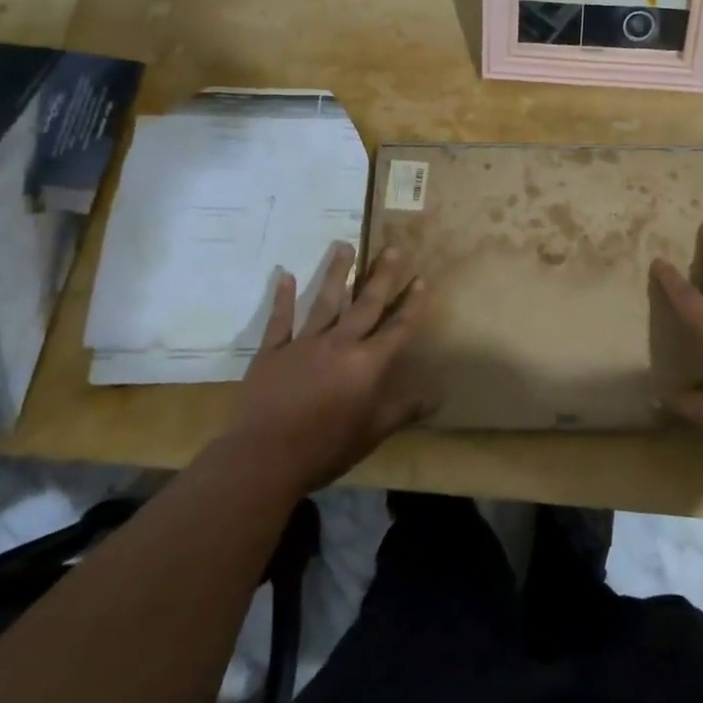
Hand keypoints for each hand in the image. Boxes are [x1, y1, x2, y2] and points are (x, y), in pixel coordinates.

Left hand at [228, 242, 434, 491]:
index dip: (412, 304)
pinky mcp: (273, 352)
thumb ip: (404, 410)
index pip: (397, 328)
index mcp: (367, 363)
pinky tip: (285, 274)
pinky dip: (282, 297)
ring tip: (344, 245)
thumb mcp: (373, 432)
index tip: (422, 279)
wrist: (265, 458)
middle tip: (391, 247)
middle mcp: (340, 343)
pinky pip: (280, 319)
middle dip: (381, 276)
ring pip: (325, 301)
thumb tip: (438, 397)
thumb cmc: (326, 447)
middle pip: (366, 304)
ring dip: (337, 273)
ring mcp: (304, 344)